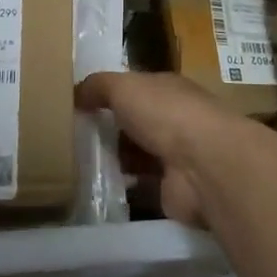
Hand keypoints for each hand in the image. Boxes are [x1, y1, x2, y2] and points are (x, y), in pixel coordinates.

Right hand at [76, 71, 250, 226]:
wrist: (203, 165)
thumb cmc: (165, 114)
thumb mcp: (124, 86)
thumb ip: (98, 86)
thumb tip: (75, 93)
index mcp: (168, 89)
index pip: (136, 89)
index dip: (110, 94)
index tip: (79, 106)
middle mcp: (175, 119)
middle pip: (136, 123)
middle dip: (109, 129)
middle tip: (73, 138)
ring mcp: (176, 156)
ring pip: (138, 155)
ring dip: (115, 160)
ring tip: (78, 165)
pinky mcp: (173, 189)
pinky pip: (141, 186)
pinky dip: (123, 187)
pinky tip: (97, 189)